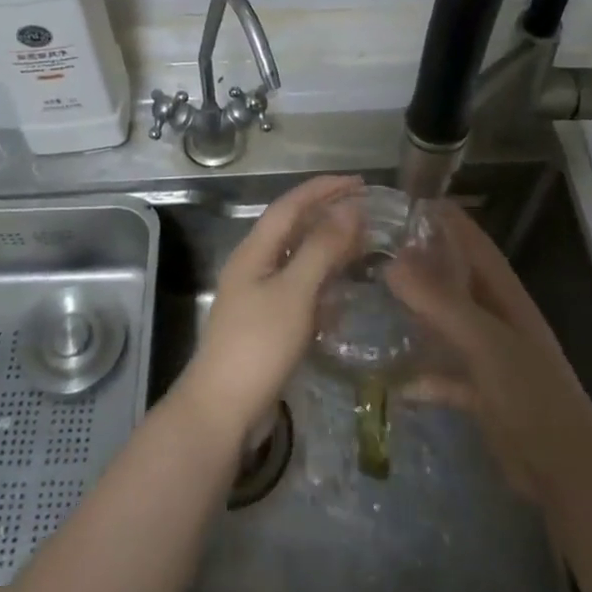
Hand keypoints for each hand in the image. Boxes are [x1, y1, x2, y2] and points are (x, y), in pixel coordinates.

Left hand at [177, 174, 364, 439]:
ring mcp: (259, 296)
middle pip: (294, 229)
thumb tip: (349, 208)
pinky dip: (323, 283)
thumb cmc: (258, 344)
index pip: (291, 205)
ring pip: (299, 259)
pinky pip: (300, 290)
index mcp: (255, 250)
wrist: (223, 409)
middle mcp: (255, 266)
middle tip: (368, 212)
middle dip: (329, 215)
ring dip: (329, 248)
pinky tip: (344, 292)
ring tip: (364, 245)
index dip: (324, 189)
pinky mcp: (267, 324)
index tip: (360, 182)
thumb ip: (321, 248)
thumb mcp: (294, 292)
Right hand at [388, 200, 591, 507]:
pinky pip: (444, 374)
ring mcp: (489, 356)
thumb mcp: (483, 341)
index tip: (405, 201)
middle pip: (455, 279)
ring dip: (416, 313)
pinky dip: (421, 375)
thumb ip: (439, 301)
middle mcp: (496, 318)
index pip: (473, 242)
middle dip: (420, 262)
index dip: (446, 219)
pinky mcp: (480, 393)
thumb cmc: (529, 393)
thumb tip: (391, 261)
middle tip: (374, 249)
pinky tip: (392, 380)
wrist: (564, 470)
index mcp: (504, 295)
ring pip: (446, 324)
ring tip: (373, 300)